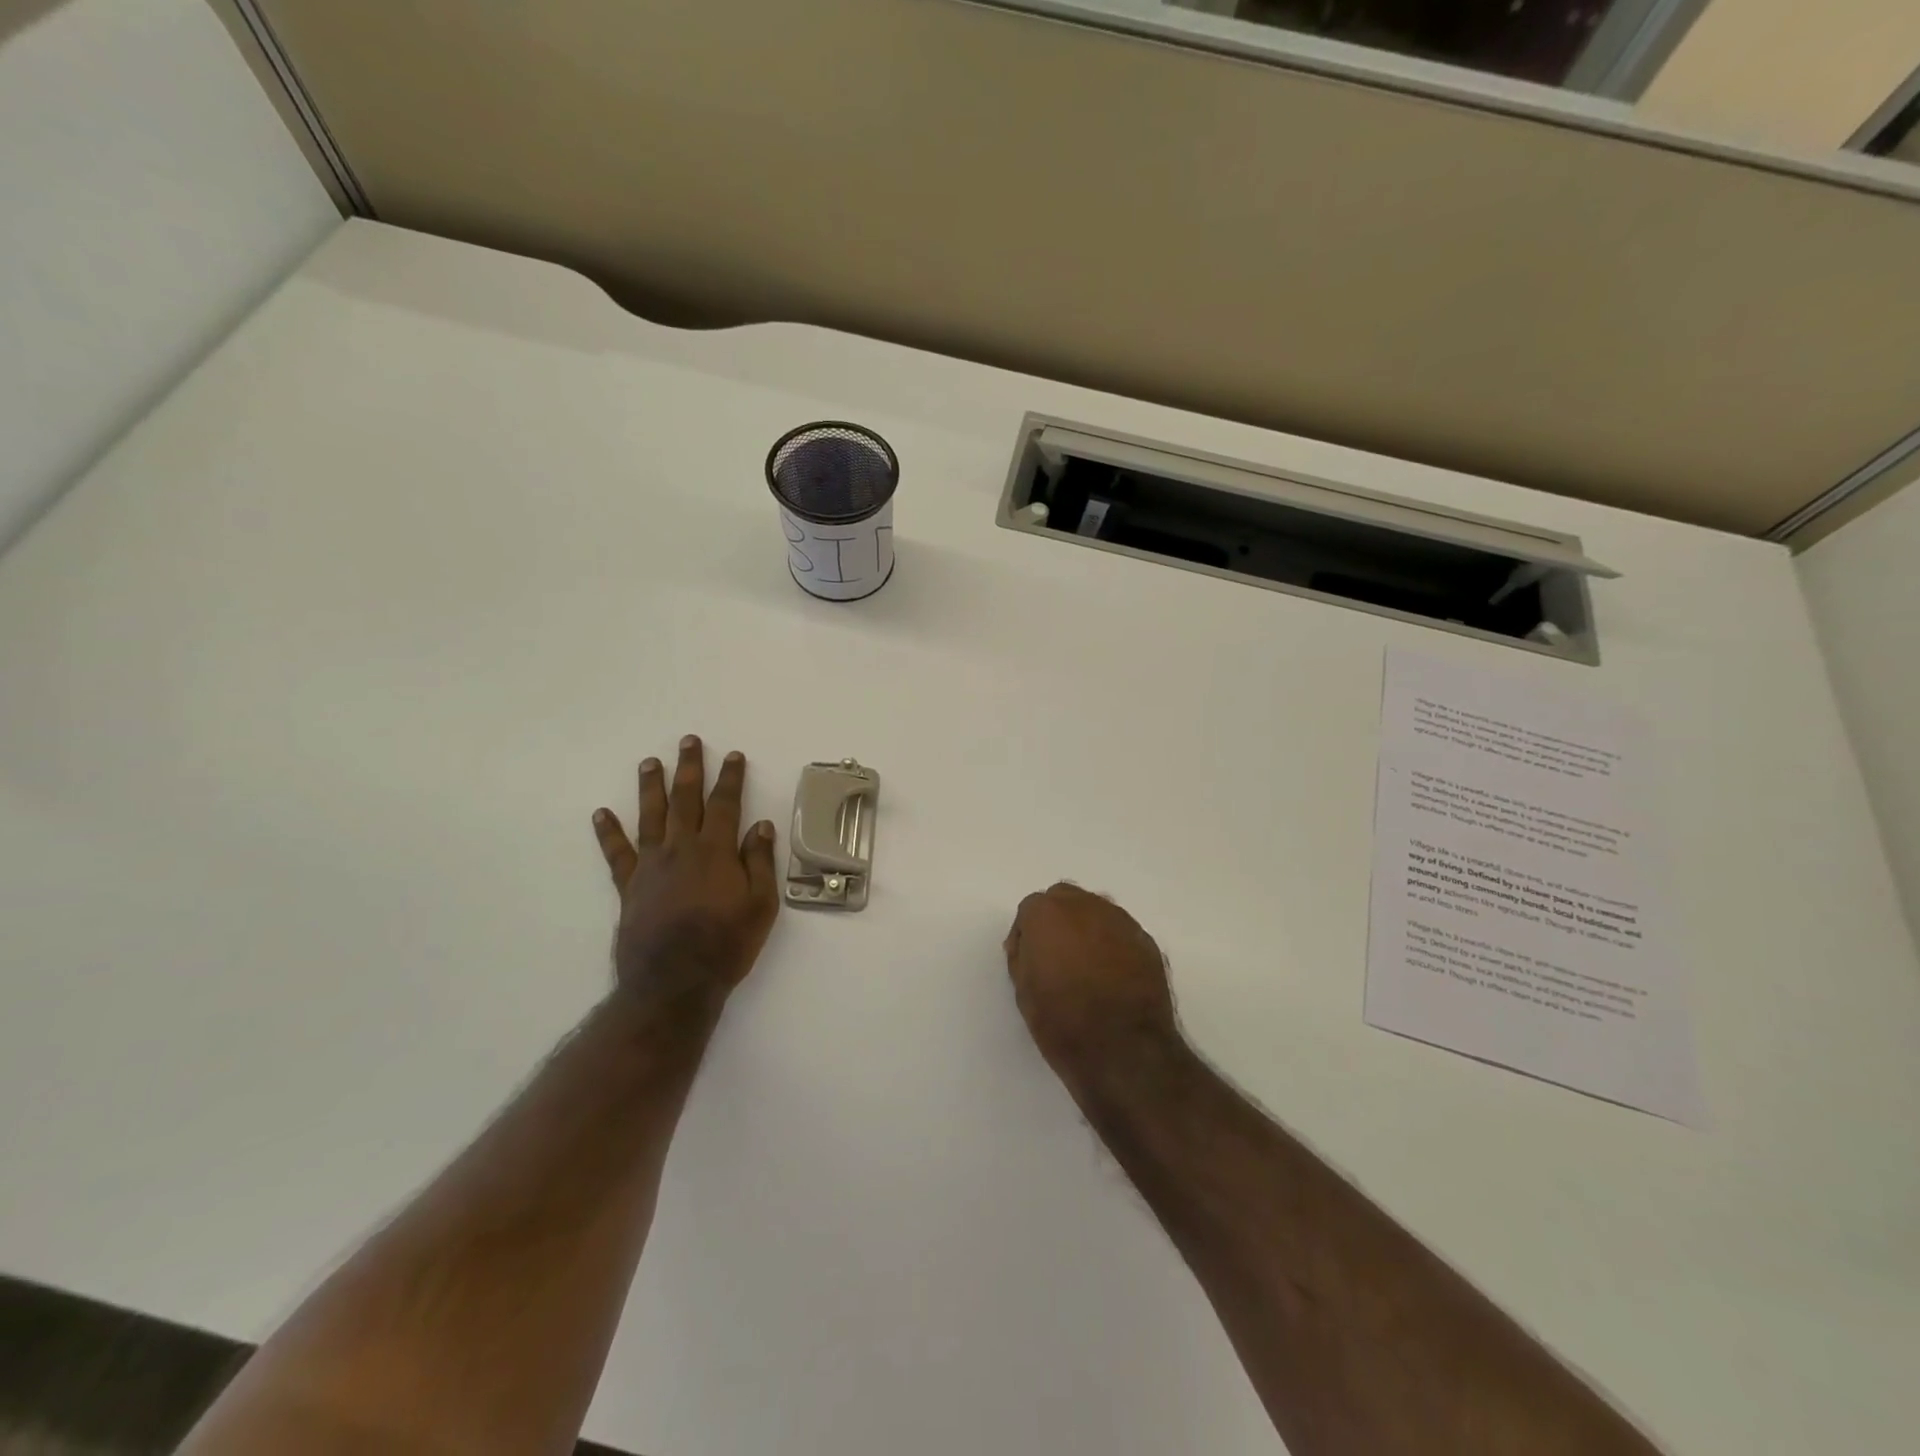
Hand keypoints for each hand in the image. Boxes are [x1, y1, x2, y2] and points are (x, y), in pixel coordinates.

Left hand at [592, 735, 779, 1017]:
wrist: (674, 982)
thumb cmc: (726, 945)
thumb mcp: (761, 906)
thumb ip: (760, 863)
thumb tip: (761, 826)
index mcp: (716, 851)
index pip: (725, 804)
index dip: (730, 778)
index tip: (733, 755)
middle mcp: (681, 849)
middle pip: (685, 800)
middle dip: (689, 769)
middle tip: (688, 741)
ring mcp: (651, 866)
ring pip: (650, 816)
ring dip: (650, 787)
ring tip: (649, 762)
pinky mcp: (630, 886)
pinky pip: (617, 853)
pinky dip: (608, 833)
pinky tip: (601, 814)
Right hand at [1003, 883, 1179, 1088]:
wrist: (1124, 1050)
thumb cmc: (1063, 1022)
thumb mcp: (1024, 990)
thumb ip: (1023, 954)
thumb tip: (1029, 943)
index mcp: (1047, 913)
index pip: (1030, 909)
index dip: (1027, 934)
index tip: (1029, 960)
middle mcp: (1085, 906)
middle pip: (1065, 899)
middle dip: (1057, 920)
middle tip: (1056, 956)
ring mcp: (1120, 921)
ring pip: (1096, 911)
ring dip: (1087, 928)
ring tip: (1086, 965)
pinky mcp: (1146, 941)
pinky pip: (1121, 932)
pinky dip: (1113, 945)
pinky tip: (1112, 975)